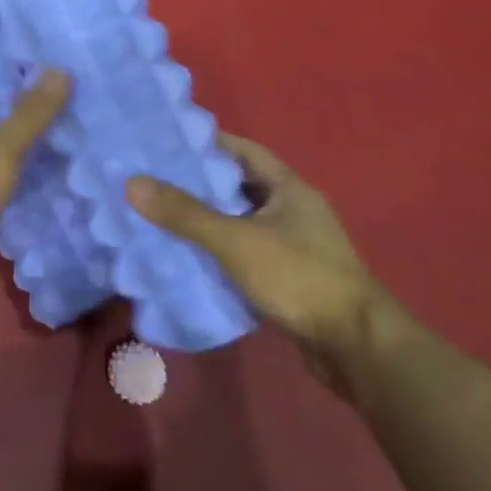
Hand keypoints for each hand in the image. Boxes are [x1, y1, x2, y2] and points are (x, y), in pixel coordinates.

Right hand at [128, 134, 389, 394]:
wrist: (357, 347)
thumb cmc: (299, 277)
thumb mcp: (236, 240)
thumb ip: (185, 213)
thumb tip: (133, 183)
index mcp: (290, 189)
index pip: (244, 151)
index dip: (209, 144)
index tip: (169, 143)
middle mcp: (294, 211)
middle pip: (240, 186)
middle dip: (201, 183)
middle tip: (155, 180)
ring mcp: (295, 246)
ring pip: (242, 222)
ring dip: (209, 220)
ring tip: (163, 217)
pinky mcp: (291, 278)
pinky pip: (247, 253)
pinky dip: (221, 252)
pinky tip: (191, 258)